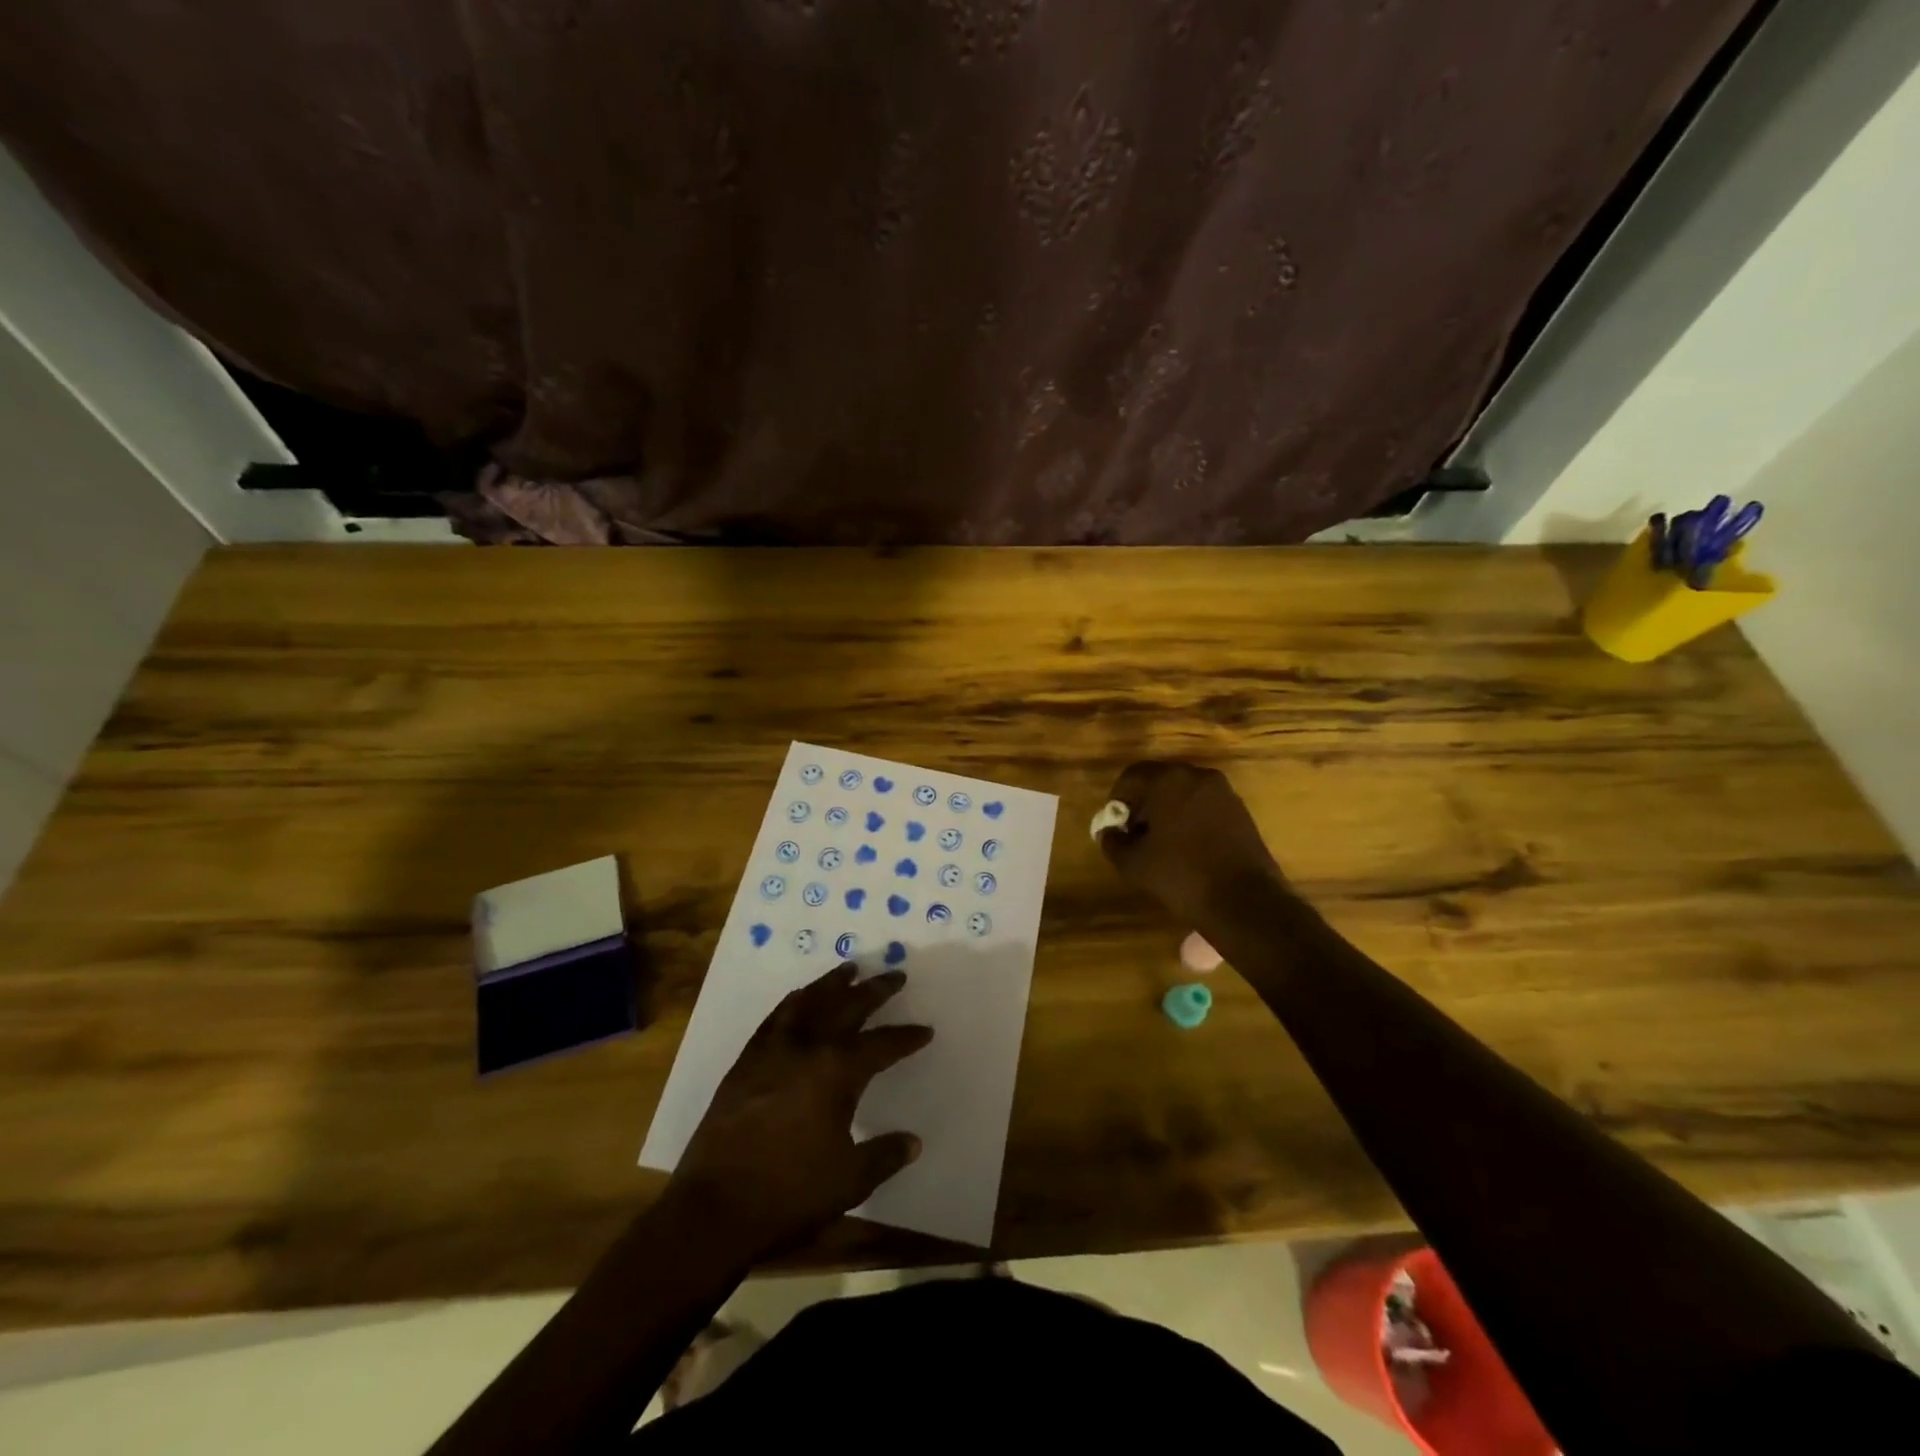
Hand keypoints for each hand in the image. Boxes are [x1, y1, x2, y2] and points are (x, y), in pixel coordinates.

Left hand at [668, 964, 932, 1256]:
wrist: (713, 1208)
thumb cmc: (789, 1194)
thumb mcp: (850, 1181)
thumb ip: (884, 1155)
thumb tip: (913, 1141)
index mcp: (837, 1072)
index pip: (881, 1045)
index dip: (906, 1038)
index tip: (925, 1030)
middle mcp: (807, 1048)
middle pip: (847, 1007)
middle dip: (875, 991)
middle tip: (895, 975)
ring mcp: (772, 1051)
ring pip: (808, 1002)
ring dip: (832, 984)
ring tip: (849, 969)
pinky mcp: (745, 1062)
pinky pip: (776, 1018)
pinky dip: (794, 1002)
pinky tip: (799, 999)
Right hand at [1097, 760, 1287, 930]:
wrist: (1245, 902)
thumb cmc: (1182, 876)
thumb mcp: (1133, 863)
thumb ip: (1113, 841)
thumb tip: (1110, 832)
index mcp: (1169, 780)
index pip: (1131, 776)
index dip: (1117, 800)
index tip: (1115, 827)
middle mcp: (1198, 776)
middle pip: (1159, 781)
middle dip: (1143, 804)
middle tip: (1135, 834)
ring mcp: (1224, 793)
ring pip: (1184, 793)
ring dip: (1168, 812)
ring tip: (1162, 844)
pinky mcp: (1241, 812)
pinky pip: (1205, 806)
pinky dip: (1190, 819)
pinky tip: (1187, 848)